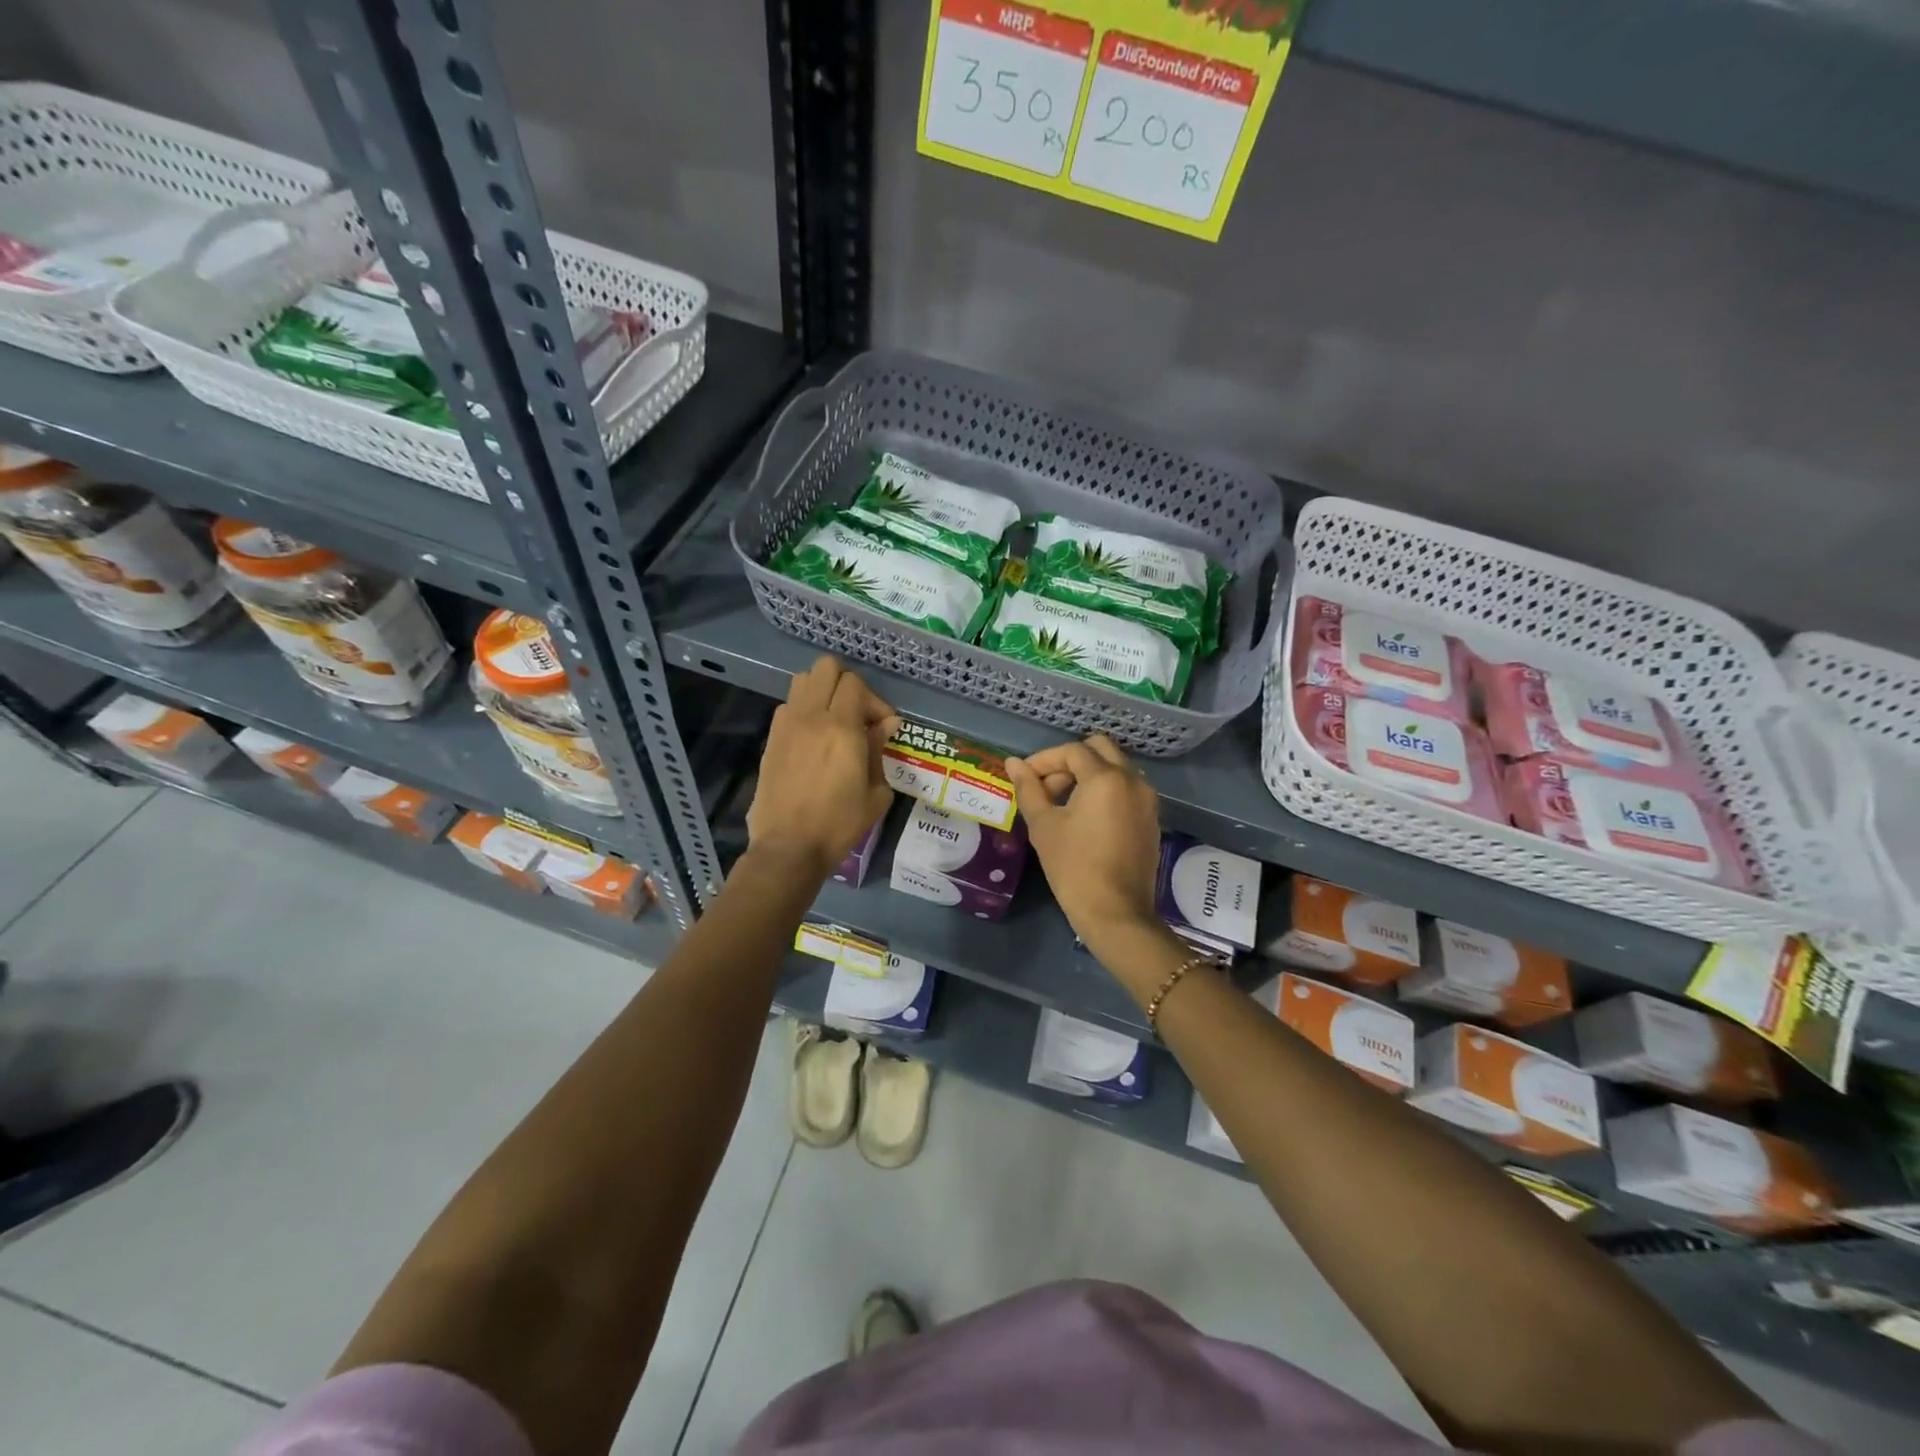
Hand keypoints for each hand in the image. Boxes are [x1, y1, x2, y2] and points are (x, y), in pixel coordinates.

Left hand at [748, 657, 898, 879]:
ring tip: (834, 720)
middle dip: (847, 685)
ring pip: (803, 680)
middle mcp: (812, 717)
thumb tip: (886, 724)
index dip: (874, 701)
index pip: (856, 684)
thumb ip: (879, 750)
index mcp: (842, 728)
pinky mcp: (771, 739)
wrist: (789, 847)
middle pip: (826, 668)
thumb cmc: (839, 824)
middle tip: (858, 715)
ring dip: (822, 692)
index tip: (883, 728)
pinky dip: (804, 710)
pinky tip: (813, 738)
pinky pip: (789, 706)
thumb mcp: (875, 792)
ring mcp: (786, 726)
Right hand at [1007, 734, 1162, 955]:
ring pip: (1115, 768)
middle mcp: (1133, 780)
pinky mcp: (1151, 818)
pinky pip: (1126, 789)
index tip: (1025, 778)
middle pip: (1099, 750)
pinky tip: (1084, 818)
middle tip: (1047, 787)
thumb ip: (1029, 788)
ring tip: (1061, 804)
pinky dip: (1104, 790)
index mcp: (1106, 778)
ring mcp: (1147, 800)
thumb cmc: (1074, 868)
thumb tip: (1013, 763)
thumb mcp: (1044, 826)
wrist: (1116, 913)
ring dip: (1087, 774)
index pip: (1072, 751)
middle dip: (1069, 761)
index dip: (1043, 760)